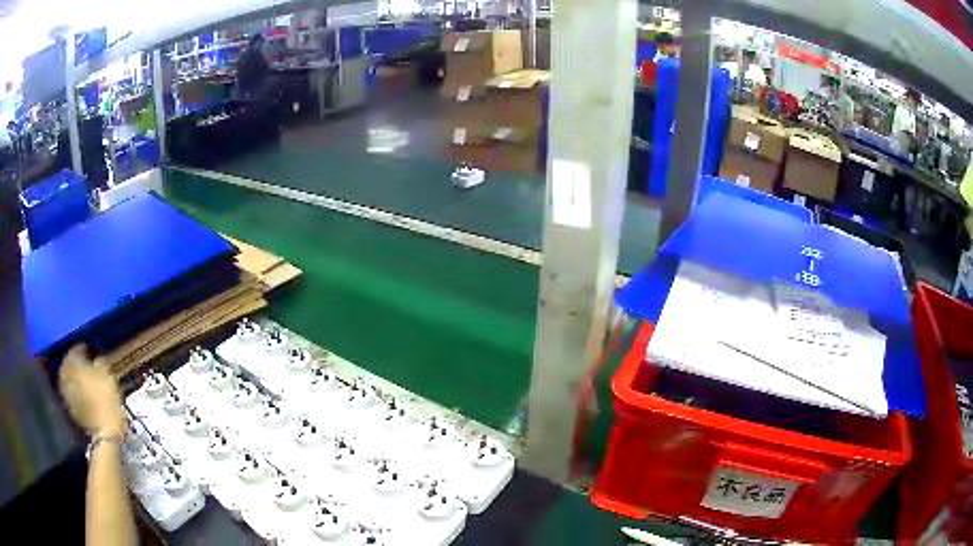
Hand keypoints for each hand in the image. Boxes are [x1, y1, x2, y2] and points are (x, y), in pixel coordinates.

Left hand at [58, 344, 125, 435]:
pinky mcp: (70, 407)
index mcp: (74, 363)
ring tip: (79, 376)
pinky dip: (73, 388)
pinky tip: (79, 391)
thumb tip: (95, 359)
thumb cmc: (106, 399)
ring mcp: (66, 392)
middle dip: (73, 362)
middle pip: (67, 363)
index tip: (87, 348)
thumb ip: (99, 362)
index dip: (81, 348)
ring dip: (71, 375)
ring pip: (66, 378)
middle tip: (81, 361)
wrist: (104, 431)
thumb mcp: (107, 375)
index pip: (75, 350)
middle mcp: (66, 374)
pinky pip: (69, 392)